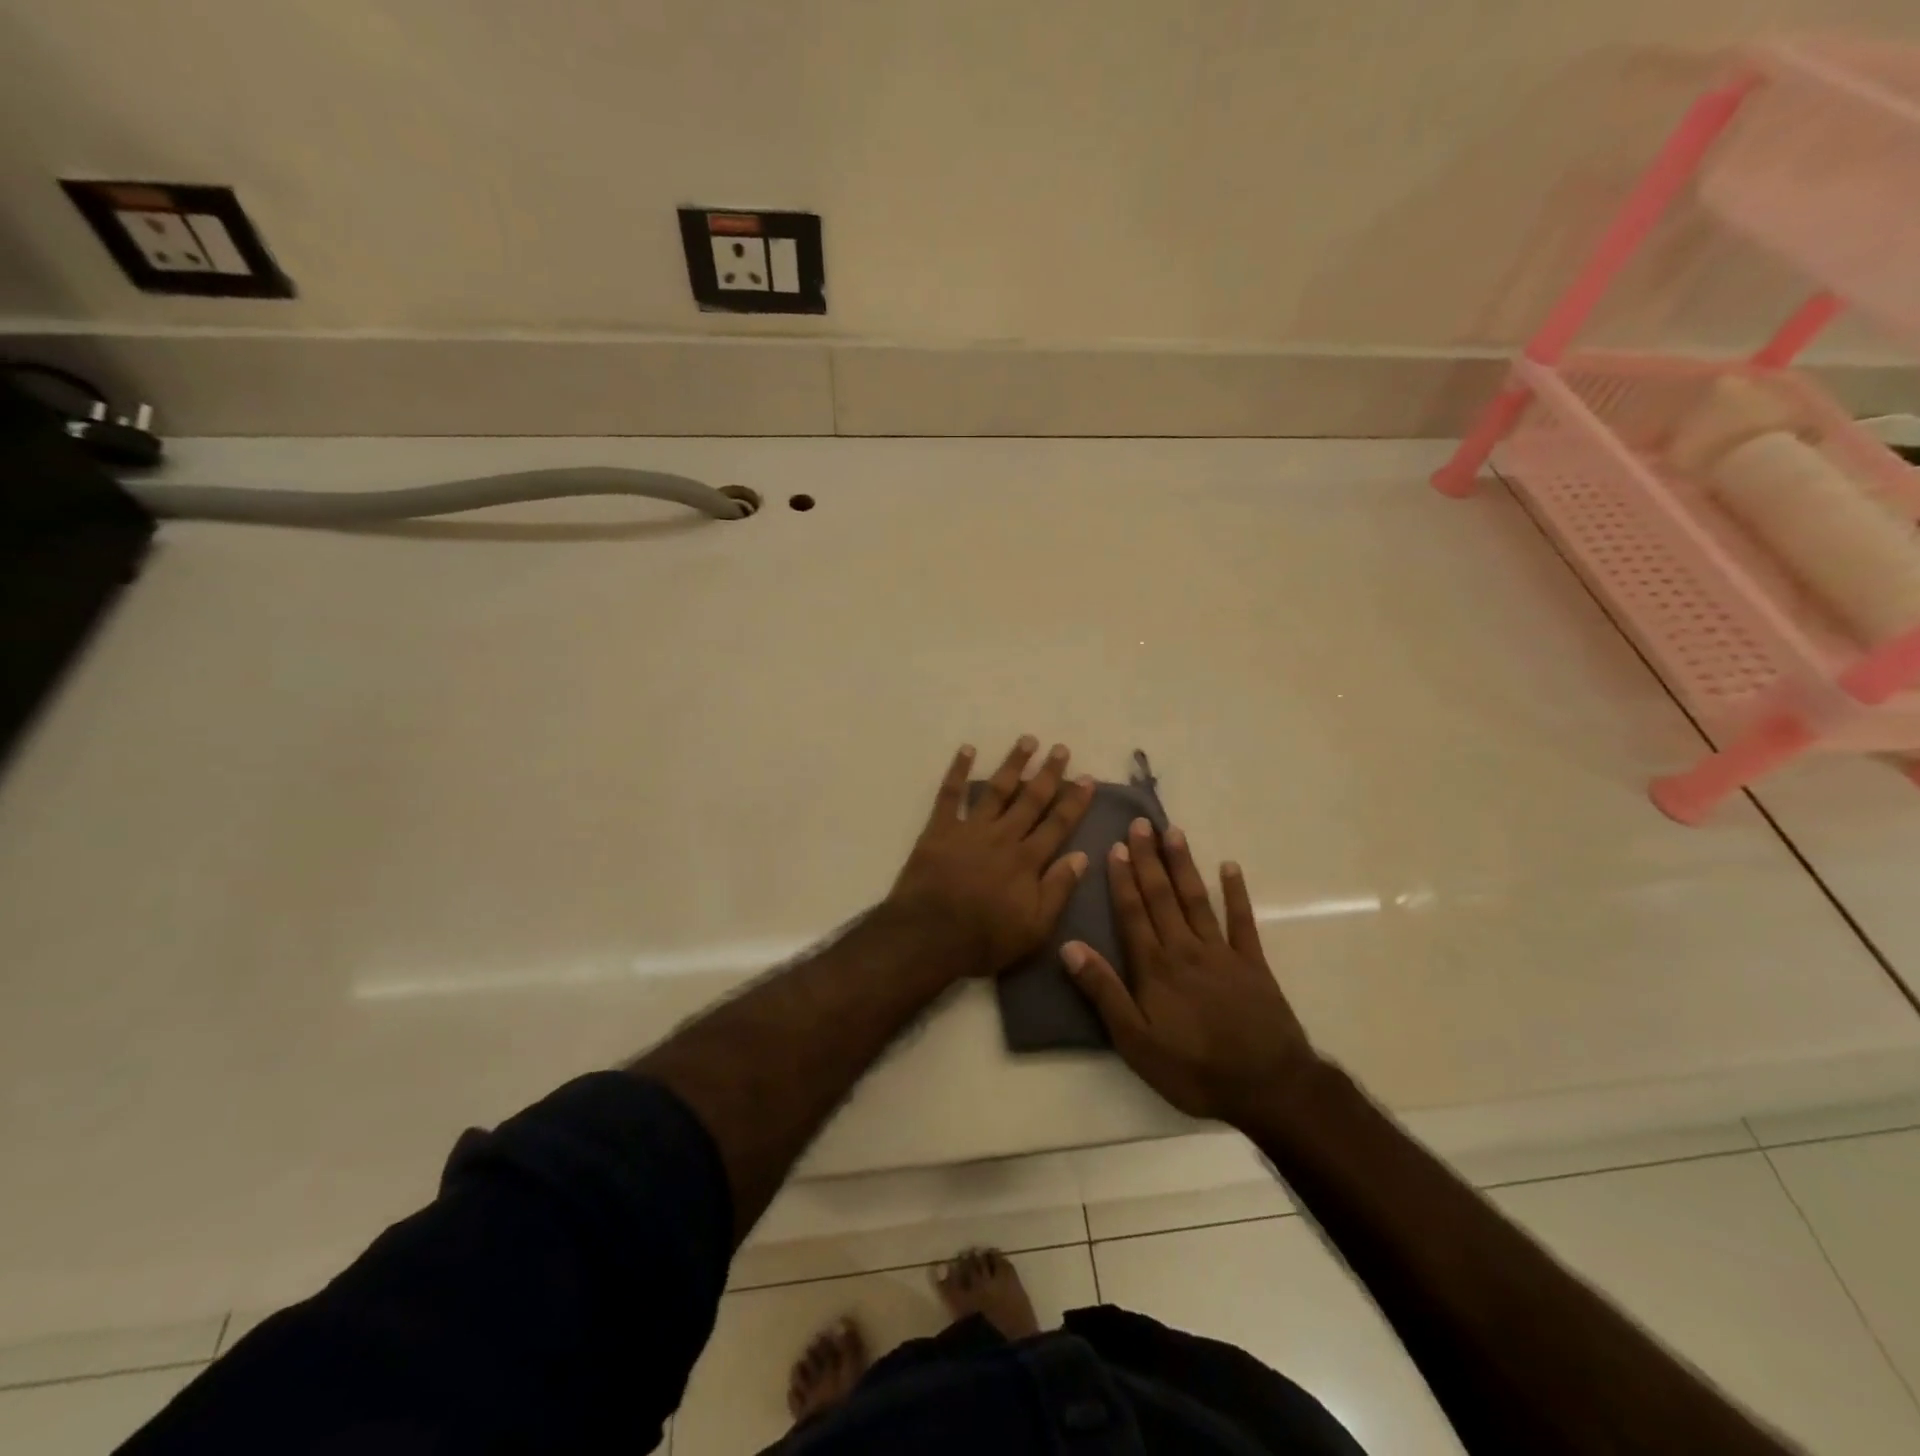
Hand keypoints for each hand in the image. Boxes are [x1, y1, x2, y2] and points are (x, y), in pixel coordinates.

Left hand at [887, 738, 1095, 975]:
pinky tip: (967, 749)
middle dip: (1048, 774)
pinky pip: (950, 794)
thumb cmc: (984, 939)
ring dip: (1013, 764)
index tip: (1087, 778)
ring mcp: (970, 829)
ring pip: (996, 789)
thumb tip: (1082, 856)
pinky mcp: (940, 829)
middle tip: (1061, 749)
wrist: (927, 937)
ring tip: (1027, 740)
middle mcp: (1003, 836)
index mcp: (1027, 860)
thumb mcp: (1034, 928)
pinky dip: (958, 770)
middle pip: (1030, 800)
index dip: (1074, 802)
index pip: (1057, 824)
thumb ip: (1058, 890)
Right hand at [1063, 820, 1314, 1123]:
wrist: (1268, 1087)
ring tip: (1174, 832)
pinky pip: (1242, 921)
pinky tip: (1230, 867)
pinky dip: (1236, 893)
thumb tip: (1070, 947)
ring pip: (1196, 899)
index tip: (1115, 846)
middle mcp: (1185, 948)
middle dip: (1148, 859)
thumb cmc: (1193, 1069)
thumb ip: (1104, 992)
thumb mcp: (1135, 1042)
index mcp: (1154, 967)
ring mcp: (1222, 952)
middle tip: (1140, 824)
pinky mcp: (1253, 963)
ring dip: (1183, 865)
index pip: (1133, 913)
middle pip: (1162, 896)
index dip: (1123, 879)